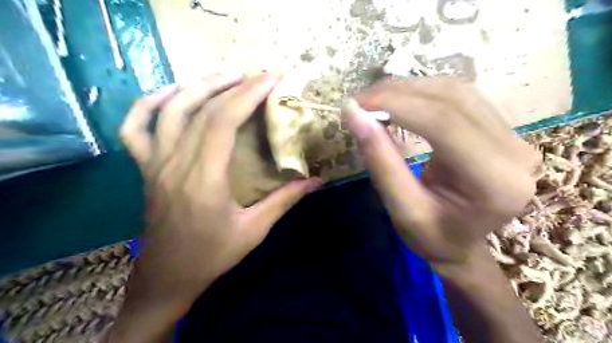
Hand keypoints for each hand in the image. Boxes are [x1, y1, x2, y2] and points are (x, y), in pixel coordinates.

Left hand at [119, 72, 320, 312]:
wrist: (168, 276)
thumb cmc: (212, 255)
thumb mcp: (254, 230)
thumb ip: (285, 201)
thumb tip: (316, 181)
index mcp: (204, 179)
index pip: (223, 120)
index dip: (248, 94)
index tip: (271, 79)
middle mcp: (175, 163)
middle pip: (201, 109)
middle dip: (233, 85)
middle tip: (258, 76)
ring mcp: (154, 163)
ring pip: (170, 109)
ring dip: (199, 86)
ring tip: (227, 77)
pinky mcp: (145, 168)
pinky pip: (135, 127)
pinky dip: (149, 103)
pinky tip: (172, 93)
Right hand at [342, 78, 536, 266]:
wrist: (461, 244)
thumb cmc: (431, 237)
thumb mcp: (400, 208)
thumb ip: (379, 160)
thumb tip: (353, 114)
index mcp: (494, 181)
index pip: (443, 123)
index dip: (396, 105)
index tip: (356, 105)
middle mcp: (514, 151)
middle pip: (452, 99)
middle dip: (398, 93)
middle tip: (360, 101)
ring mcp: (514, 136)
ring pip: (456, 91)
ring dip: (409, 89)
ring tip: (374, 100)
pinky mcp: (502, 130)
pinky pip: (461, 97)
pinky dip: (423, 93)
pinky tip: (399, 101)